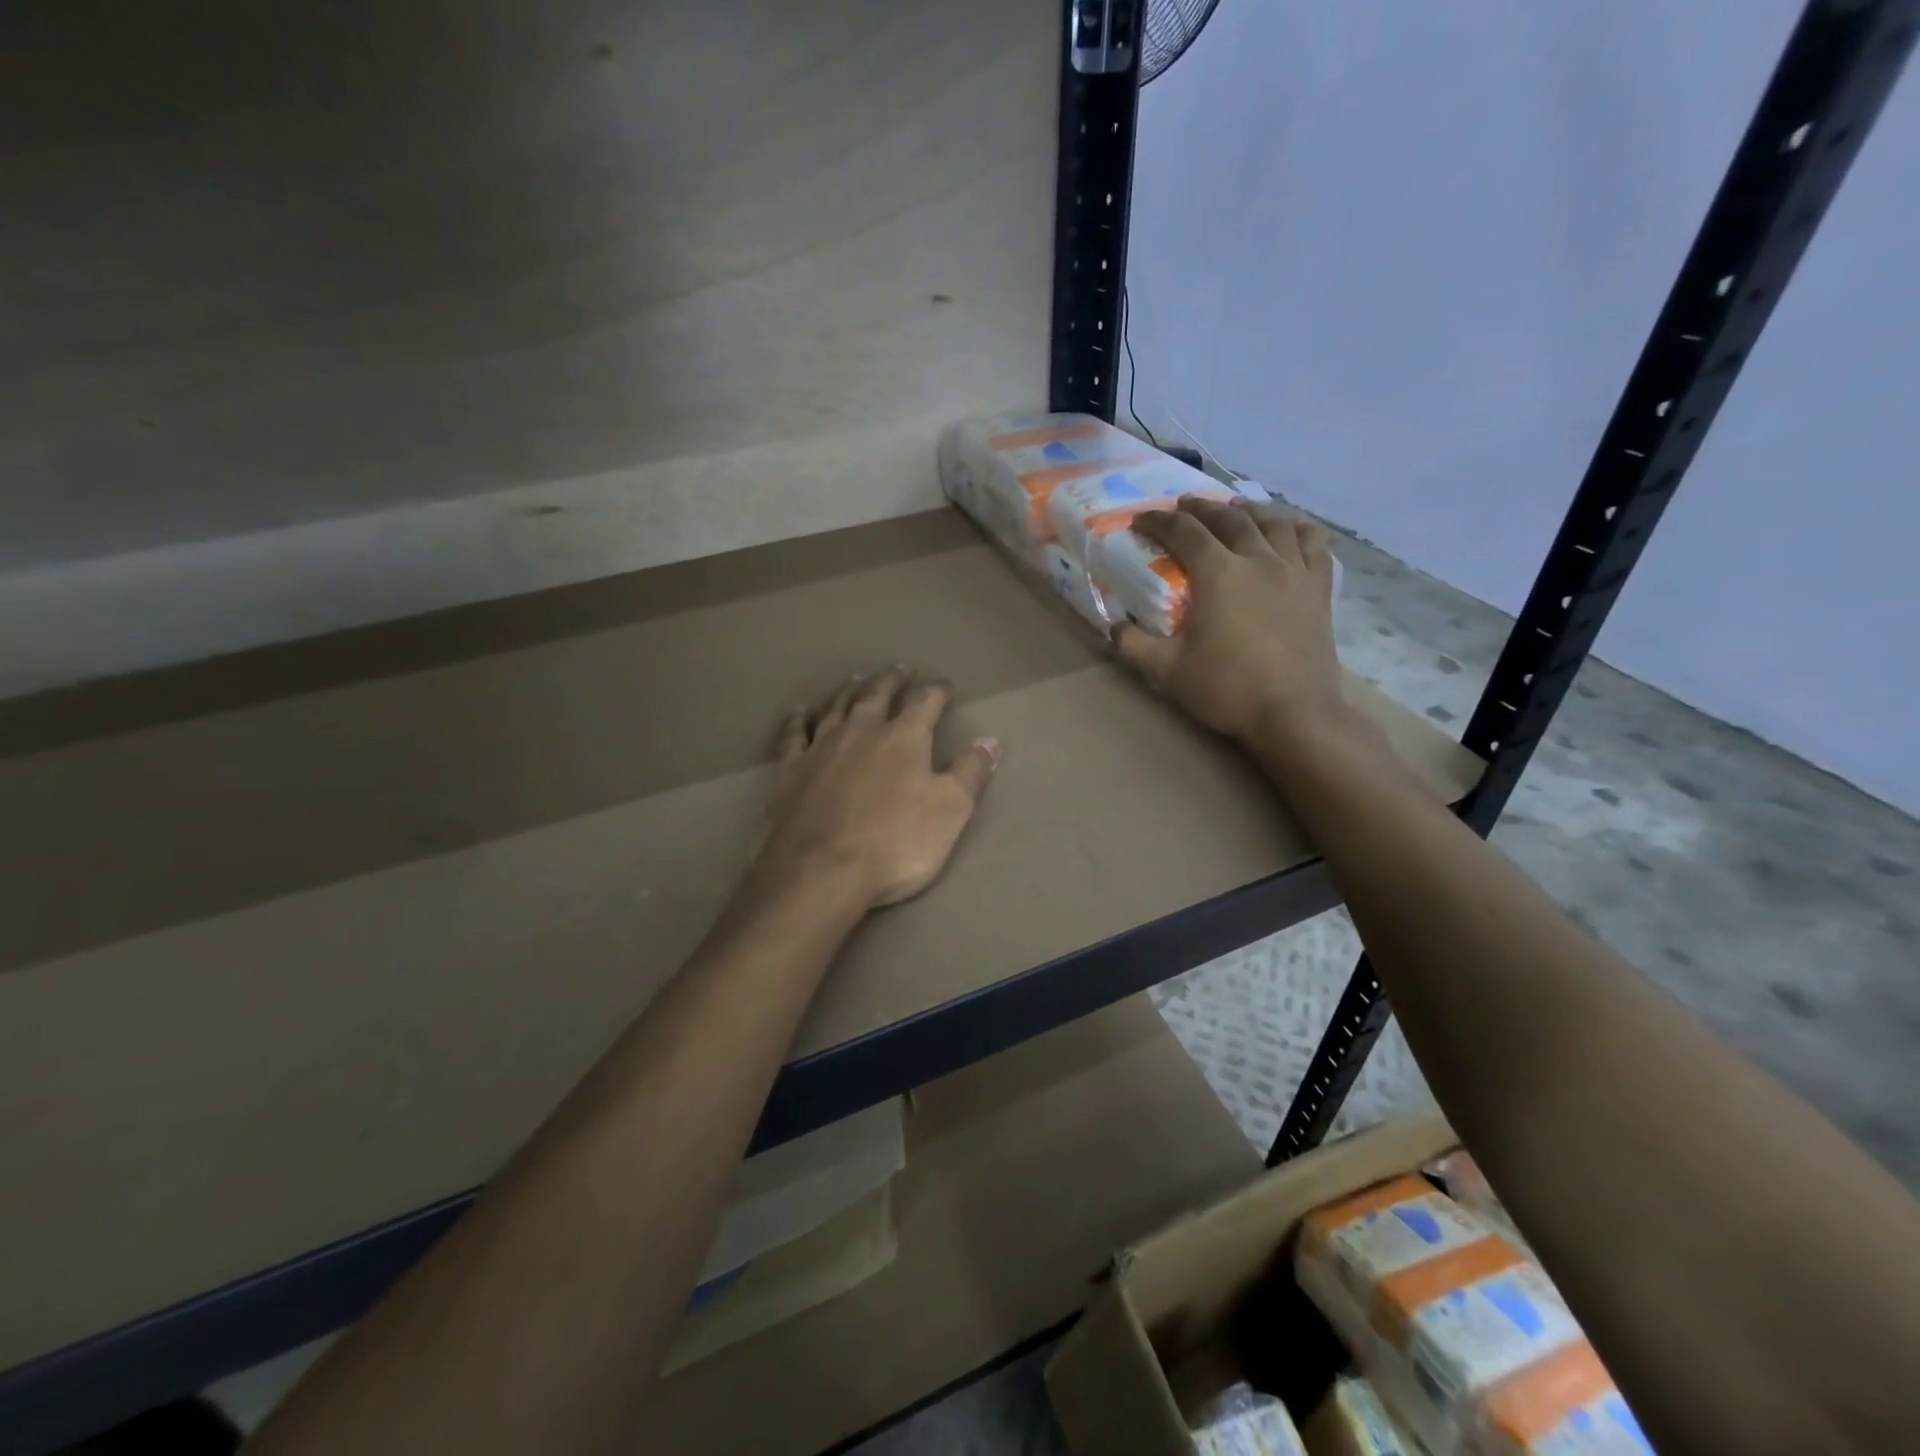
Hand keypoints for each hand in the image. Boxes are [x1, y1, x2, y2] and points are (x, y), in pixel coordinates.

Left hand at [759, 668, 999, 907]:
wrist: (821, 872)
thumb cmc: (896, 843)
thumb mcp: (950, 810)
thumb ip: (970, 772)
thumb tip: (991, 740)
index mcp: (903, 738)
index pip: (925, 702)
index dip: (938, 691)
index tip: (946, 686)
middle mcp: (861, 731)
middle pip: (877, 695)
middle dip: (892, 681)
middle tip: (899, 669)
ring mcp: (821, 748)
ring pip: (837, 707)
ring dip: (849, 691)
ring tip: (856, 679)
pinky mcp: (790, 770)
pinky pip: (794, 734)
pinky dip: (799, 720)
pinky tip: (799, 712)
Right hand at [1114, 497, 1348, 748]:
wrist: (1293, 713)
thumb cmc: (1226, 689)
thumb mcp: (1167, 671)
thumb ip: (1133, 645)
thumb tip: (1114, 627)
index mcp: (1219, 574)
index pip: (1184, 532)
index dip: (1159, 521)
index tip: (1142, 520)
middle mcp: (1258, 559)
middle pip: (1228, 518)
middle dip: (1201, 508)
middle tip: (1183, 506)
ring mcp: (1294, 571)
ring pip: (1273, 522)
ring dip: (1248, 509)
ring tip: (1234, 507)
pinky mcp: (1319, 588)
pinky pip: (1313, 543)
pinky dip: (1298, 527)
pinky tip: (1289, 528)